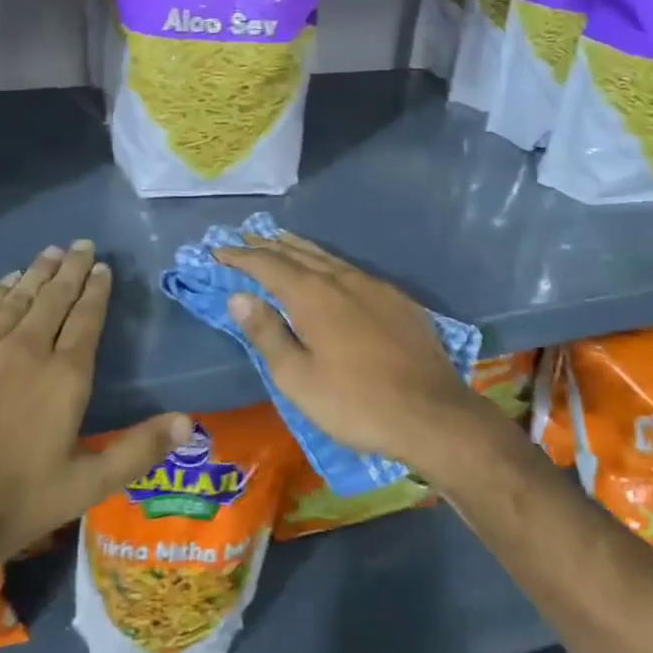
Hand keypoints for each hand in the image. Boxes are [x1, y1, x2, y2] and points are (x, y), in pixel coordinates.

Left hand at [0, 241, 189, 601]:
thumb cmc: (5, 505)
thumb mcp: (83, 488)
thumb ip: (137, 450)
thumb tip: (190, 421)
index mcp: (64, 376)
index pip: (86, 319)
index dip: (96, 290)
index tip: (102, 267)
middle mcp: (26, 348)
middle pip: (54, 298)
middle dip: (71, 268)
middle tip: (81, 244)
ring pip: (17, 298)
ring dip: (37, 273)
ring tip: (51, 252)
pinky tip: (5, 281)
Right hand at [216, 231, 500, 480]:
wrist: (434, 414)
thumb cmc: (356, 403)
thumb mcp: (299, 379)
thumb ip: (267, 333)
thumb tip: (238, 296)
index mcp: (313, 295)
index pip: (268, 265)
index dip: (240, 256)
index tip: (218, 250)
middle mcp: (343, 279)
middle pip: (298, 253)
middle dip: (268, 245)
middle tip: (245, 237)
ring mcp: (375, 286)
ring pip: (327, 258)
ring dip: (298, 249)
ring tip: (280, 241)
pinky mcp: (398, 300)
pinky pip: (352, 270)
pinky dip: (328, 264)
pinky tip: (330, 272)